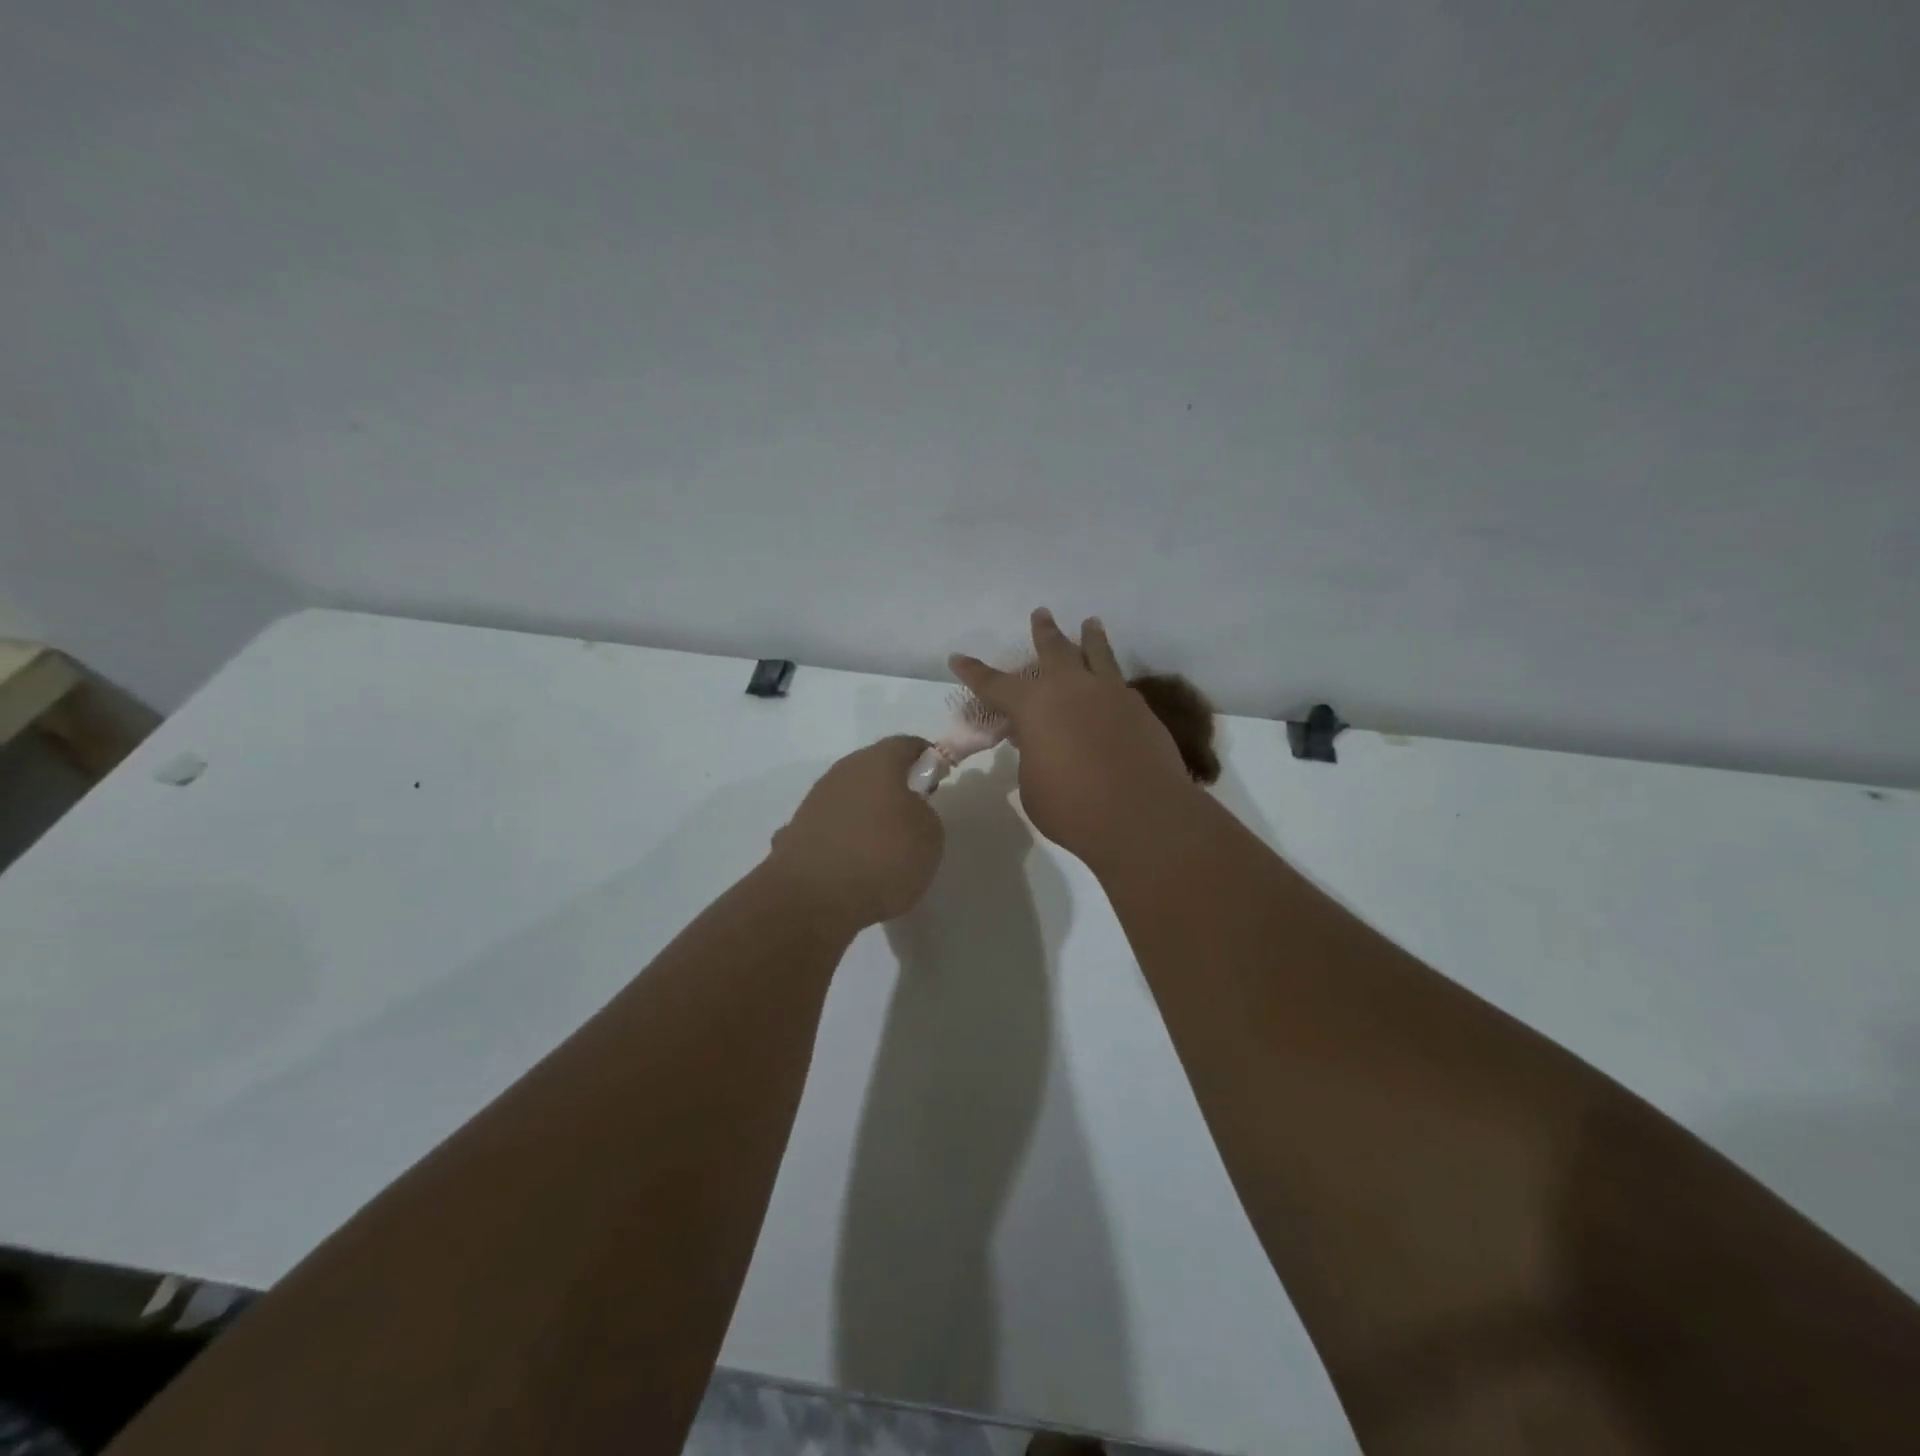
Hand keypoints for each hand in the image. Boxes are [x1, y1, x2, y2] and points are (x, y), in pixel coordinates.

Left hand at [768, 736, 945, 929]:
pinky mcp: (796, 831)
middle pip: (875, 769)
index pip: (907, 745)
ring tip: (883, 847)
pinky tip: (851, 865)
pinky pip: (831, 827)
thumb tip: (910, 810)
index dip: (927, 759)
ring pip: (851, 797)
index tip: (938, 782)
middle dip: (895, 787)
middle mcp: (842, 772)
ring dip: (867, 813)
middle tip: (914, 817)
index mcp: (877, 762)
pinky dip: (843, 838)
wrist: (811, 900)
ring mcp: (814, 801)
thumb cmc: (881, 858)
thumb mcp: (930, 837)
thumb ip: (925, 813)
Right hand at [950, 609, 1198, 865]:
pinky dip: (1111, 677)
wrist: (1142, 814)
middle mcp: (1071, 689)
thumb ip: (1033, 756)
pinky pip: (1120, 684)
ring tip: (1091, 623)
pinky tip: (1113, 683)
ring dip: (1091, 637)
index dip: (974, 673)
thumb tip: (1041, 742)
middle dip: (1044, 632)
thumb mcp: (1033, 785)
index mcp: (1034, 706)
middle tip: (1041, 613)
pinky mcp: (1140, 710)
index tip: (957, 657)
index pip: (995, 684)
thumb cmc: (1073, 807)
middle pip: (1054, 650)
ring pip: (1097, 655)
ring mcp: (1110, 694)